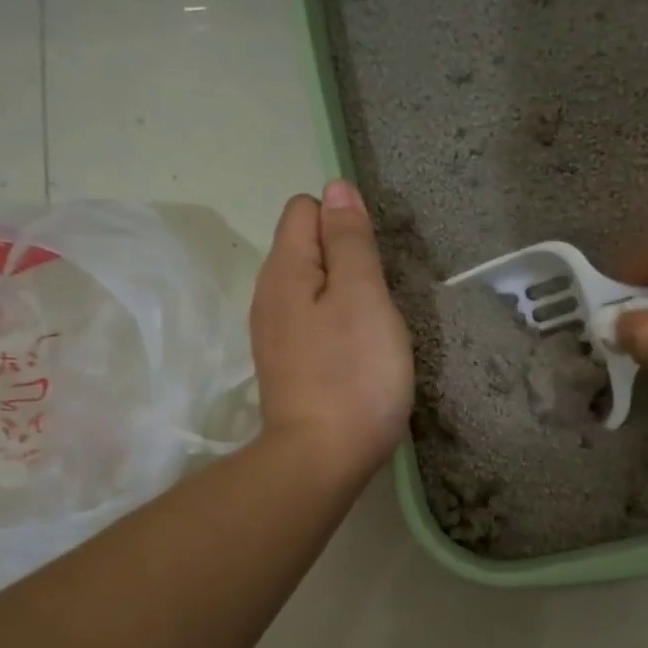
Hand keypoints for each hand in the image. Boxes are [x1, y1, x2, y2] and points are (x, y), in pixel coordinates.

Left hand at [250, 180, 413, 482]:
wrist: (322, 460)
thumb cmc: (353, 374)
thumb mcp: (363, 296)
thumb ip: (350, 241)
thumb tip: (336, 187)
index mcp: (285, 270)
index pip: (306, 209)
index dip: (343, 223)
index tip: (372, 264)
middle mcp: (269, 296)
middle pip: (309, 248)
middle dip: (348, 262)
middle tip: (378, 303)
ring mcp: (275, 335)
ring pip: (315, 290)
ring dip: (347, 298)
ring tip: (373, 332)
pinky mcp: (289, 367)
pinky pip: (315, 325)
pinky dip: (339, 329)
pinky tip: (358, 357)